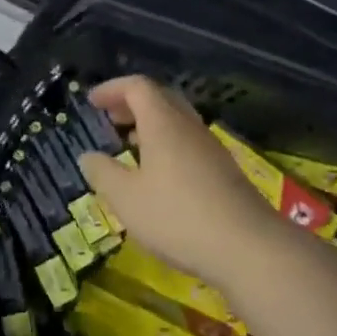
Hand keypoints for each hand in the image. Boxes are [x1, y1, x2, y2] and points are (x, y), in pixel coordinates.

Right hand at [77, 76, 287, 292]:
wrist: (248, 247)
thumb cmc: (177, 216)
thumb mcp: (126, 198)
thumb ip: (103, 173)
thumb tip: (88, 156)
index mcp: (164, 123)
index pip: (137, 87)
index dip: (112, 88)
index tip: (92, 102)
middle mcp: (189, 127)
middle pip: (161, 98)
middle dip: (132, 103)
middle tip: (110, 119)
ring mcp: (211, 149)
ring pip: (177, 122)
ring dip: (151, 125)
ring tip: (130, 146)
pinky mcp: (224, 172)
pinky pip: (189, 143)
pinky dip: (167, 145)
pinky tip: (159, 175)